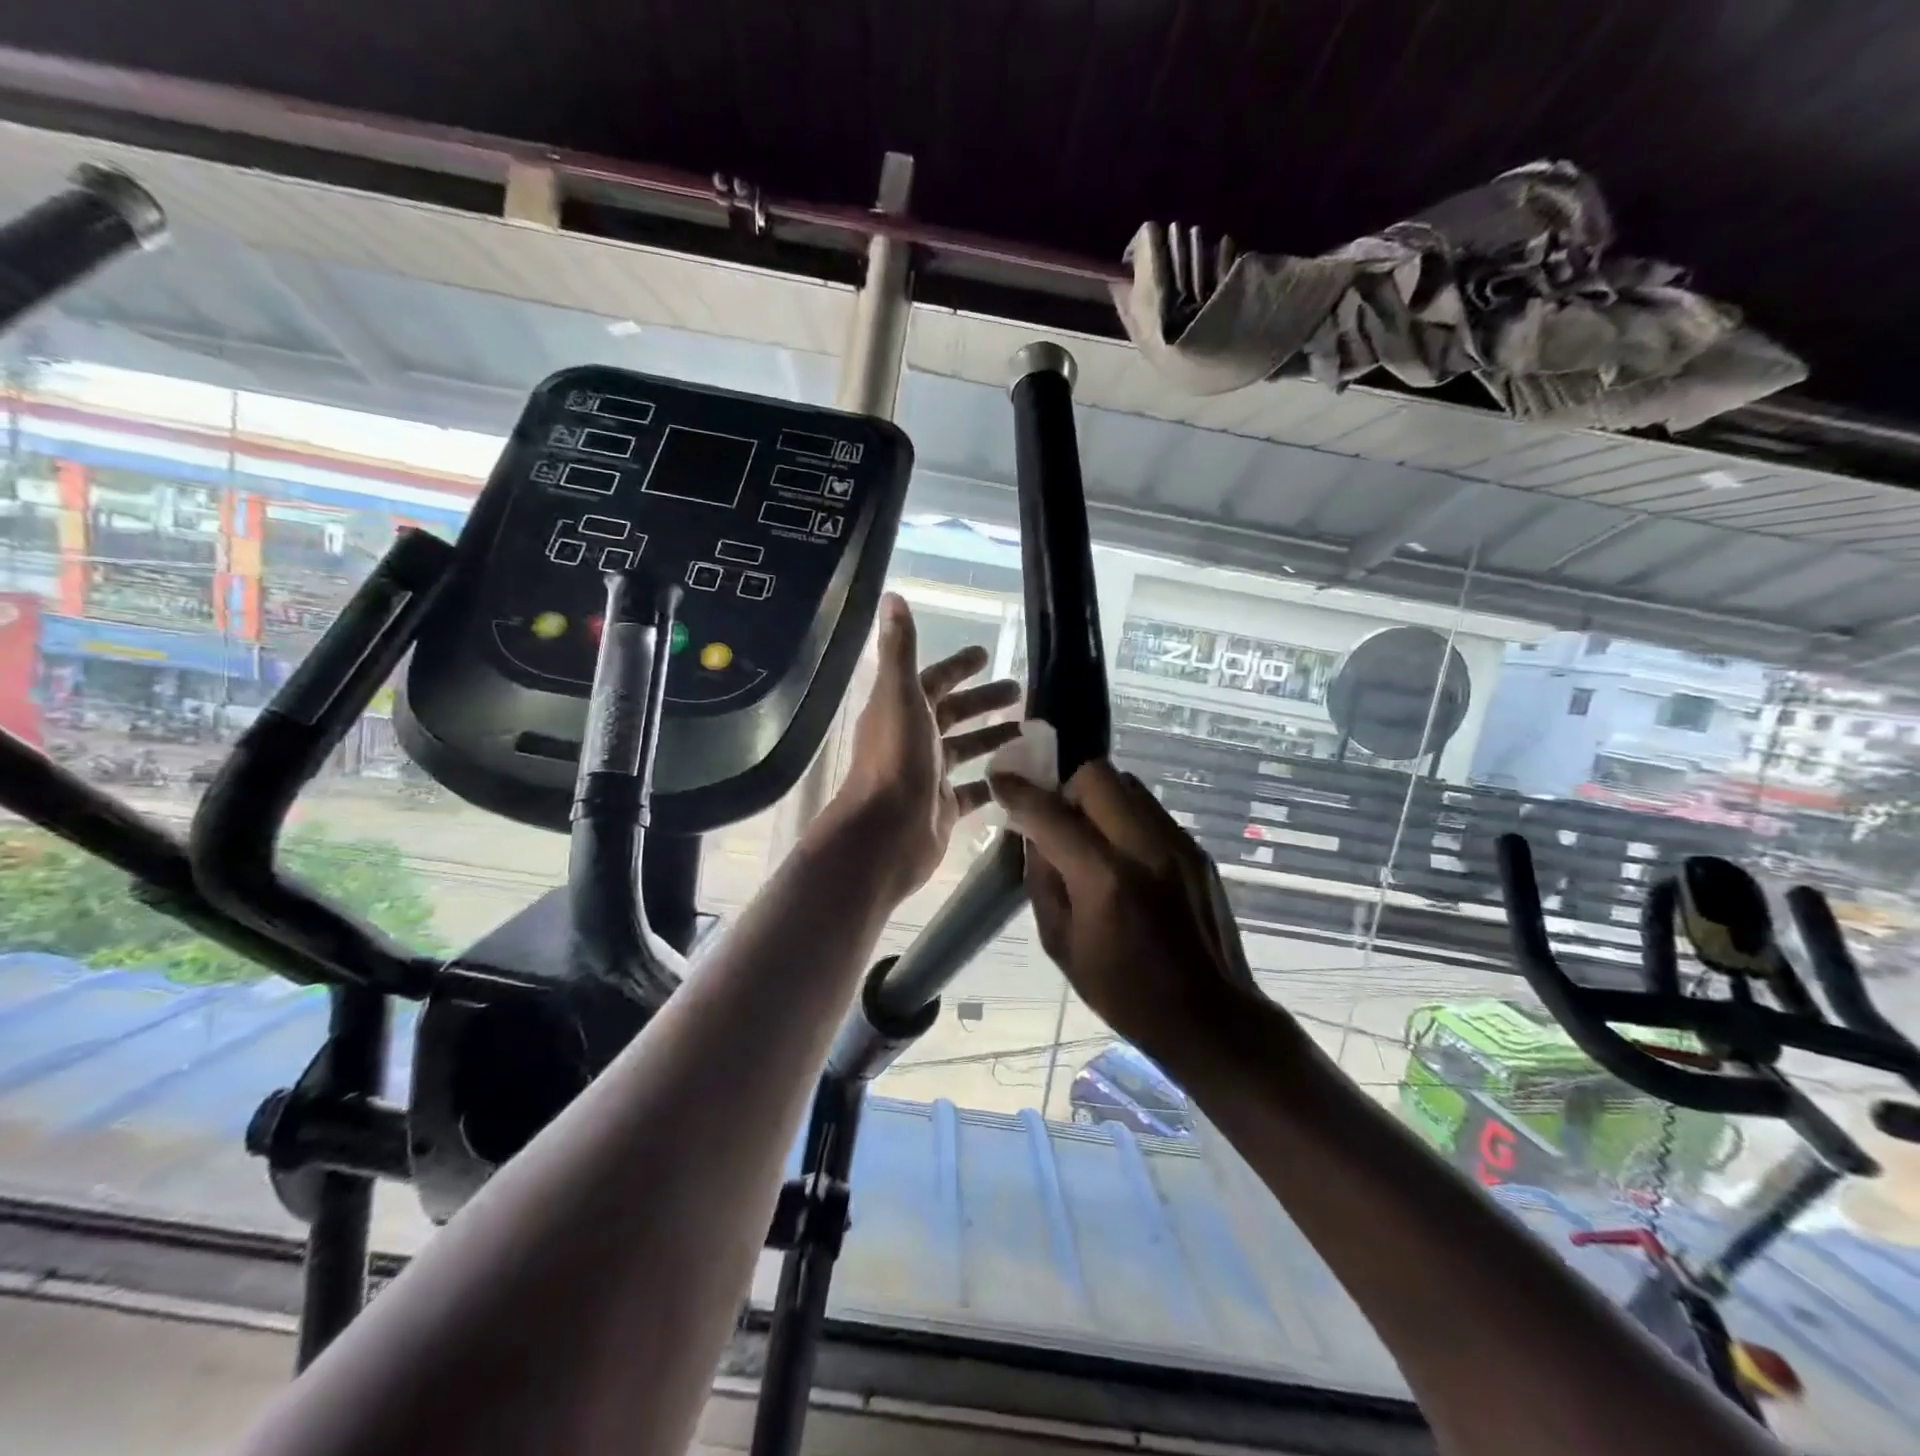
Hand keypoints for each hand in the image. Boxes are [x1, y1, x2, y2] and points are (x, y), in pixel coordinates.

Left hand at [828, 594, 1021, 895]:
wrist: (885, 834)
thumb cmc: (895, 760)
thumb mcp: (900, 696)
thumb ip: (901, 649)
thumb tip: (892, 596)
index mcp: (900, 711)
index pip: (933, 680)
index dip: (958, 666)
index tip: (987, 654)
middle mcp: (912, 741)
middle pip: (952, 715)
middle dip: (984, 701)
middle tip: (1021, 691)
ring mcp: (927, 776)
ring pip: (965, 751)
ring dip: (992, 737)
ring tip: (1029, 730)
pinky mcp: (942, 809)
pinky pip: (973, 791)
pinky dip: (994, 782)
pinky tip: (1021, 774)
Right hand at [990, 760, 1256, 1058]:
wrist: (1212, 1017)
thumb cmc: (1126, 993)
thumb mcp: (1061, 945)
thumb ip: (1042, 881)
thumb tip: (1035, 837)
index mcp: (1105, 879)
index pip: (1052, 814)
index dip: (1020, 792)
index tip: (1001, 781)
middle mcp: (1145, 847)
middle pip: (1097, 776)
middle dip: (1066, 788)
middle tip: (1057, 820)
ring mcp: (1178, 844)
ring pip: (1128, 785)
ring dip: (1098, 799)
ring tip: (1090, 837)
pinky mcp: (1196, 850)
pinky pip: (1150, 811)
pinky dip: (1125, 818)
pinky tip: (1123, 857)